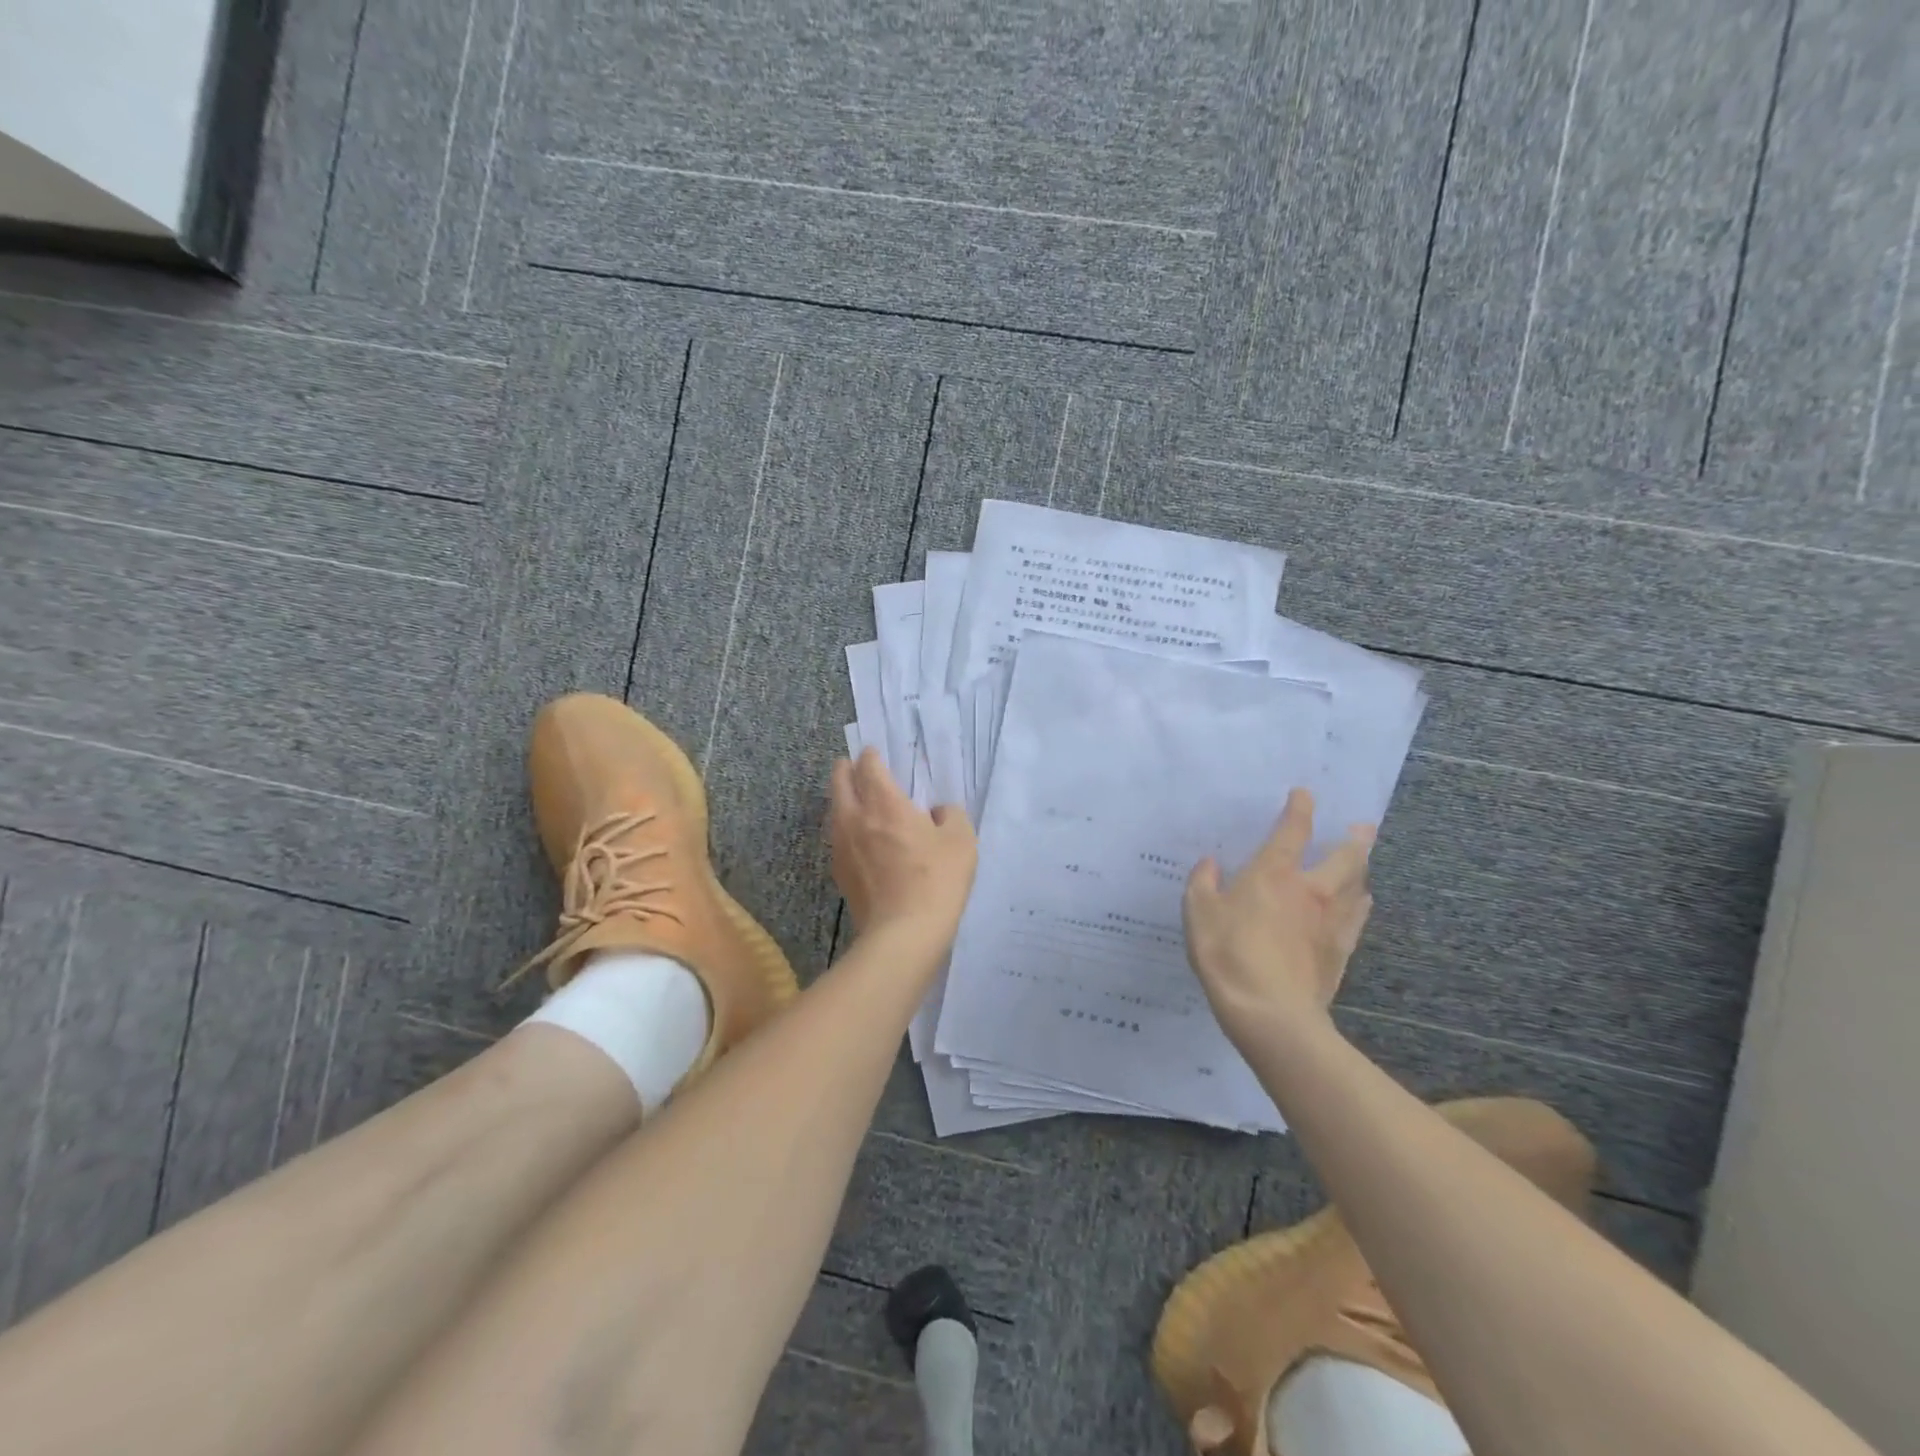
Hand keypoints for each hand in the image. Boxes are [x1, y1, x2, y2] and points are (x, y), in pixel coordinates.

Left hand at [829, 748, 977, 941]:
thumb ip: (951, 815)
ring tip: (859, 802)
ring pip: (834, 810)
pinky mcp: (839, 872)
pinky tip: (861, 839)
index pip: (869, 766)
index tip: (877, 754)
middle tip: (859, 769)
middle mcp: (855, 818)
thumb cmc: (936, 880)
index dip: (872, 756)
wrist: (902, 934)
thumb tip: (937, 812)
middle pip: (840, 781)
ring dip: (844, 799)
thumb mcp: (961, 841)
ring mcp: (842, 846)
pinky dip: (846, 828)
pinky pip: (838, 837)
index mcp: (884, 803)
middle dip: (847, 769)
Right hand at [1182, 788, 1374, 1049]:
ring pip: (1356, 888)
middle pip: (1344, 858)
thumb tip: (1210, 864)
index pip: (1292, 831)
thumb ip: (1203, 884)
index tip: (1305, 794)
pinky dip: (1359, 907)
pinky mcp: (1341, 952)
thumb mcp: (1198, 914)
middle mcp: (1309, 890)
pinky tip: (1360, 906)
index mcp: (1273, 874)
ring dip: (1360, 872)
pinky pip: (1357, 920)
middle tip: (1364, 827)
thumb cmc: (1228, 954)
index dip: (1299, 809)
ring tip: (1362, 866)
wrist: (1270, 1011)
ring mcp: (1330, 922)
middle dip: (1354, 840)